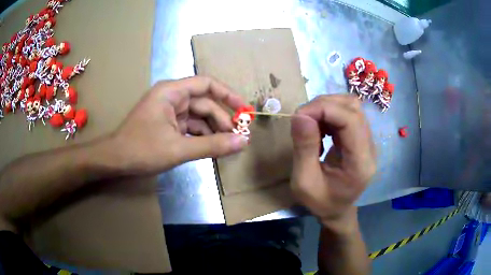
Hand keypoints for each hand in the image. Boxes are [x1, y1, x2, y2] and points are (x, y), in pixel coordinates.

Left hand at [109, 76, 248, 174]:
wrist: (115, 161)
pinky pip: (190, 127)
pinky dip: (202, 137)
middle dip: (222, 120)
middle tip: (238, 138)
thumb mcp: (178, 149)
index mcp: (172, 92)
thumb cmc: (142, 150)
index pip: (206, 84)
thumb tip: (242, 142)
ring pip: (198, 117)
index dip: (228, 95)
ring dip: (213, 131)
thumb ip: (212, 145)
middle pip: (205, 103)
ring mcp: (169, 112)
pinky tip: (213, 148)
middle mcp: (172, 97)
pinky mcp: (168, 125)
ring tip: (228, 146)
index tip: (244, 110)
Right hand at [290, 95, 375, 229]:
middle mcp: (369, 148)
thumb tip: (299, 115)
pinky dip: (330, 113)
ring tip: (310, 123)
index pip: (351, 120)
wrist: (337, 210)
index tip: (298, 116)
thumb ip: (304, 148)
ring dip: (327, 107)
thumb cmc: (321, 202)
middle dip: (324, 105)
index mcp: (360, 163)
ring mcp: (368, 141)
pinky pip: (348, 114)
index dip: (324, 109)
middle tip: (301, 119)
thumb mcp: (304, 182)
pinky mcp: (361, 137)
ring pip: (351, 106)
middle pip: (353, 108)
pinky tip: (319, 127)